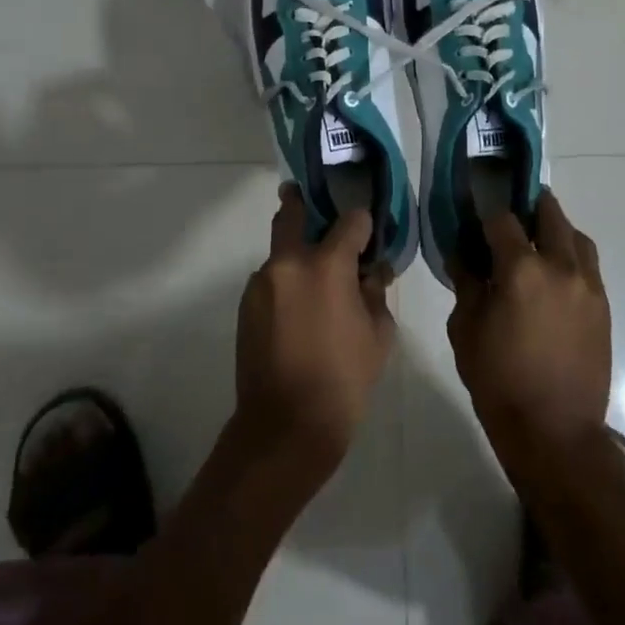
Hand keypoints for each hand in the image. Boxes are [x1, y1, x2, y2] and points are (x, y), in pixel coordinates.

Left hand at [234, 184, 395, 482]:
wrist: (286, 424)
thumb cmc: (344, 379)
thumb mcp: (379, 335)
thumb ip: (375, 293)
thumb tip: (372, 272)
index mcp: (326, 266)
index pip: (350, 222)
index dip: (363, 223)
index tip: (368, 233)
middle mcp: (287, 264)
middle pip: (291, 214)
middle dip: (302, 202)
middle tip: (312, 199)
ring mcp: (260, 283)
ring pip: (279, 251)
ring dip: (296, 255)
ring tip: (315, 282)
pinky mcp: (245, 305)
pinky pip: (270, 281)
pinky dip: (285, 284)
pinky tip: (299, 311)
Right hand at [448, 192, 611, 469]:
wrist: (554, 429)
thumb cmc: (498, 380)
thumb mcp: (466, 329)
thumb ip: (466, 284)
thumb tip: (464, 256)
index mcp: (521, 270)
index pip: (502, 221)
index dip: (486, 212)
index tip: (475, 211)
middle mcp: (560, 267)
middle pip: (550, 215)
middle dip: (529, 206)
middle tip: (512, 209)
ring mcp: (588, 286)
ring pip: (576, 237)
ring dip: (556, 228)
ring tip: (538, 238)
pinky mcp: (603, 306)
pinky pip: (588, 265)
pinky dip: (571, 256)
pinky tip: (554, 273)